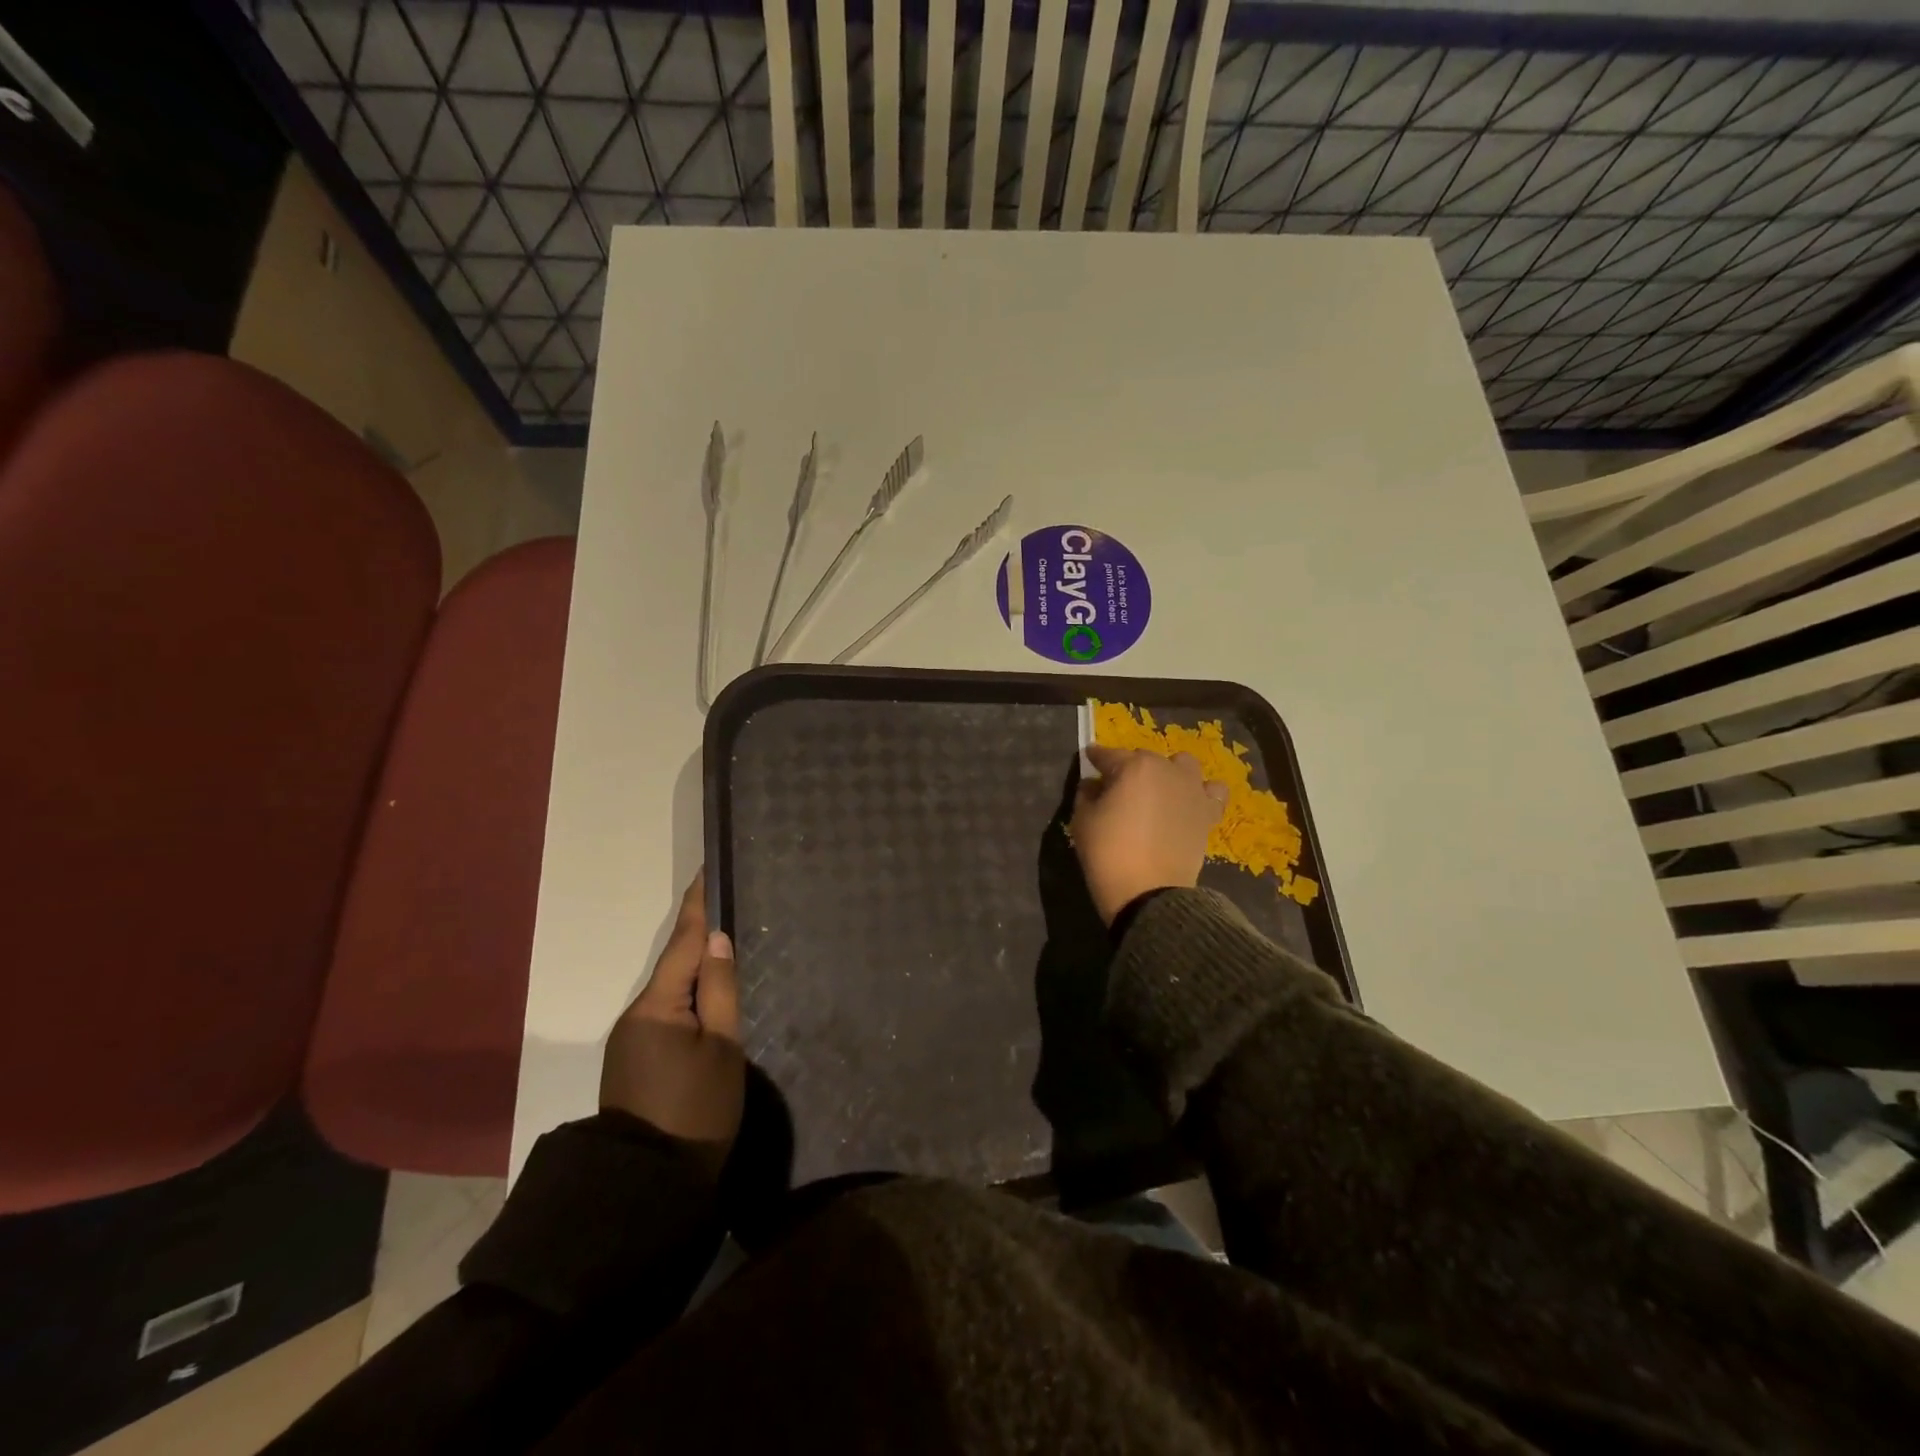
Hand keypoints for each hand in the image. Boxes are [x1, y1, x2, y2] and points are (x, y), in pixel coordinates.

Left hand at [600, 870, 744, 1155]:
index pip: (683, 943)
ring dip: (697, 968)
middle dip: (700, 937)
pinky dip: (689, 997)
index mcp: (657, 1006)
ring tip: (727, 946)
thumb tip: (718, 941)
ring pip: (672, 990)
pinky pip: (667, 1013)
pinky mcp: (636, 1060)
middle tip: (728, 905)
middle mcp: (637, 1014)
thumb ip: (721, 990)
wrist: (647, 1186)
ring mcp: (632, 1039)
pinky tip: (709, 995)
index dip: (697, 908)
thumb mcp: (722, 1048)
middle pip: (675, 965)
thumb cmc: (695, 1111)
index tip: (704, 873)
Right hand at [1070, 745, 1228, 924]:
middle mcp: (1166, 770)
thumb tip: (1094, 784)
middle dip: (1129, 768)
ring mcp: (1192, 789)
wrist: (1148, 893)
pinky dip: (1201, 792)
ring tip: (1158, 791)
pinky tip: (1188, 803)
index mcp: (1133, 767)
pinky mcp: (1208, 813)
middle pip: (1144, 758)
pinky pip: (1212, 791)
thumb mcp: (1082, 820)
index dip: (1095, 757)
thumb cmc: (1108, 853)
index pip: (1108, 755)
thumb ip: (1087, 794)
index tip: (1089, 759)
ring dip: (1169, 772)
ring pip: (1183, 765)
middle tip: (1117, 789)